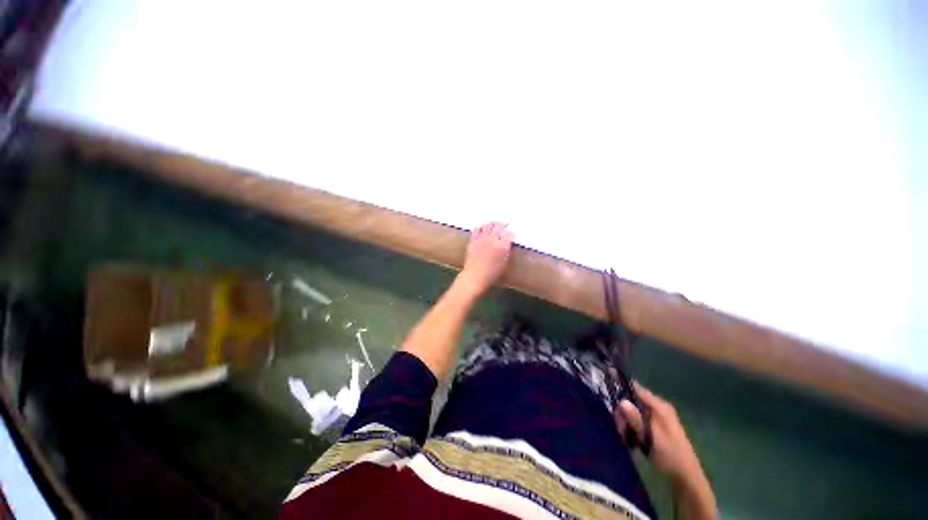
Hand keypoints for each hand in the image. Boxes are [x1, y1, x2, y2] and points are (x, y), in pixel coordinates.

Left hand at [457, 222, 513, 296]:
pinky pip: (477, 229)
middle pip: (499, 226)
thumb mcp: (505, 263)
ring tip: (495, 224)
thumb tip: (509, 242)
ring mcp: (482, 238)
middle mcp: (492, 239)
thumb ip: (507, 250)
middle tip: (505, 226)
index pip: (509, 233)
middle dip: (503, 225)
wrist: (475, 277)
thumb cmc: (492, 274)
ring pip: (488, 225)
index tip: (511, 234)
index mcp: (502, 246)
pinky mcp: (473, 240)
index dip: (511, 233)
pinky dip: (482, 227)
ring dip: (493, 224)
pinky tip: (483, 228)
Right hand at [615, 383, 700, 480]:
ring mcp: (656, 418)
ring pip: (633, 412)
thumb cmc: (670, 456)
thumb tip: (621, 401)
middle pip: (632, 401)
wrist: (686, 478)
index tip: (607, 391)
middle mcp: (658, 408)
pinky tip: (629, 439)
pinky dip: (631, 428)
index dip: (621, 386)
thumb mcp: (651, 438)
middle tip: (619, 427)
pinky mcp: (654, 428)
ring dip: (626, 422)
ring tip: (624, 435)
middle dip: (623, 412)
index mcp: (660, 406)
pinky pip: (637, 421)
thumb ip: (636, 419)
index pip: (636, 388)